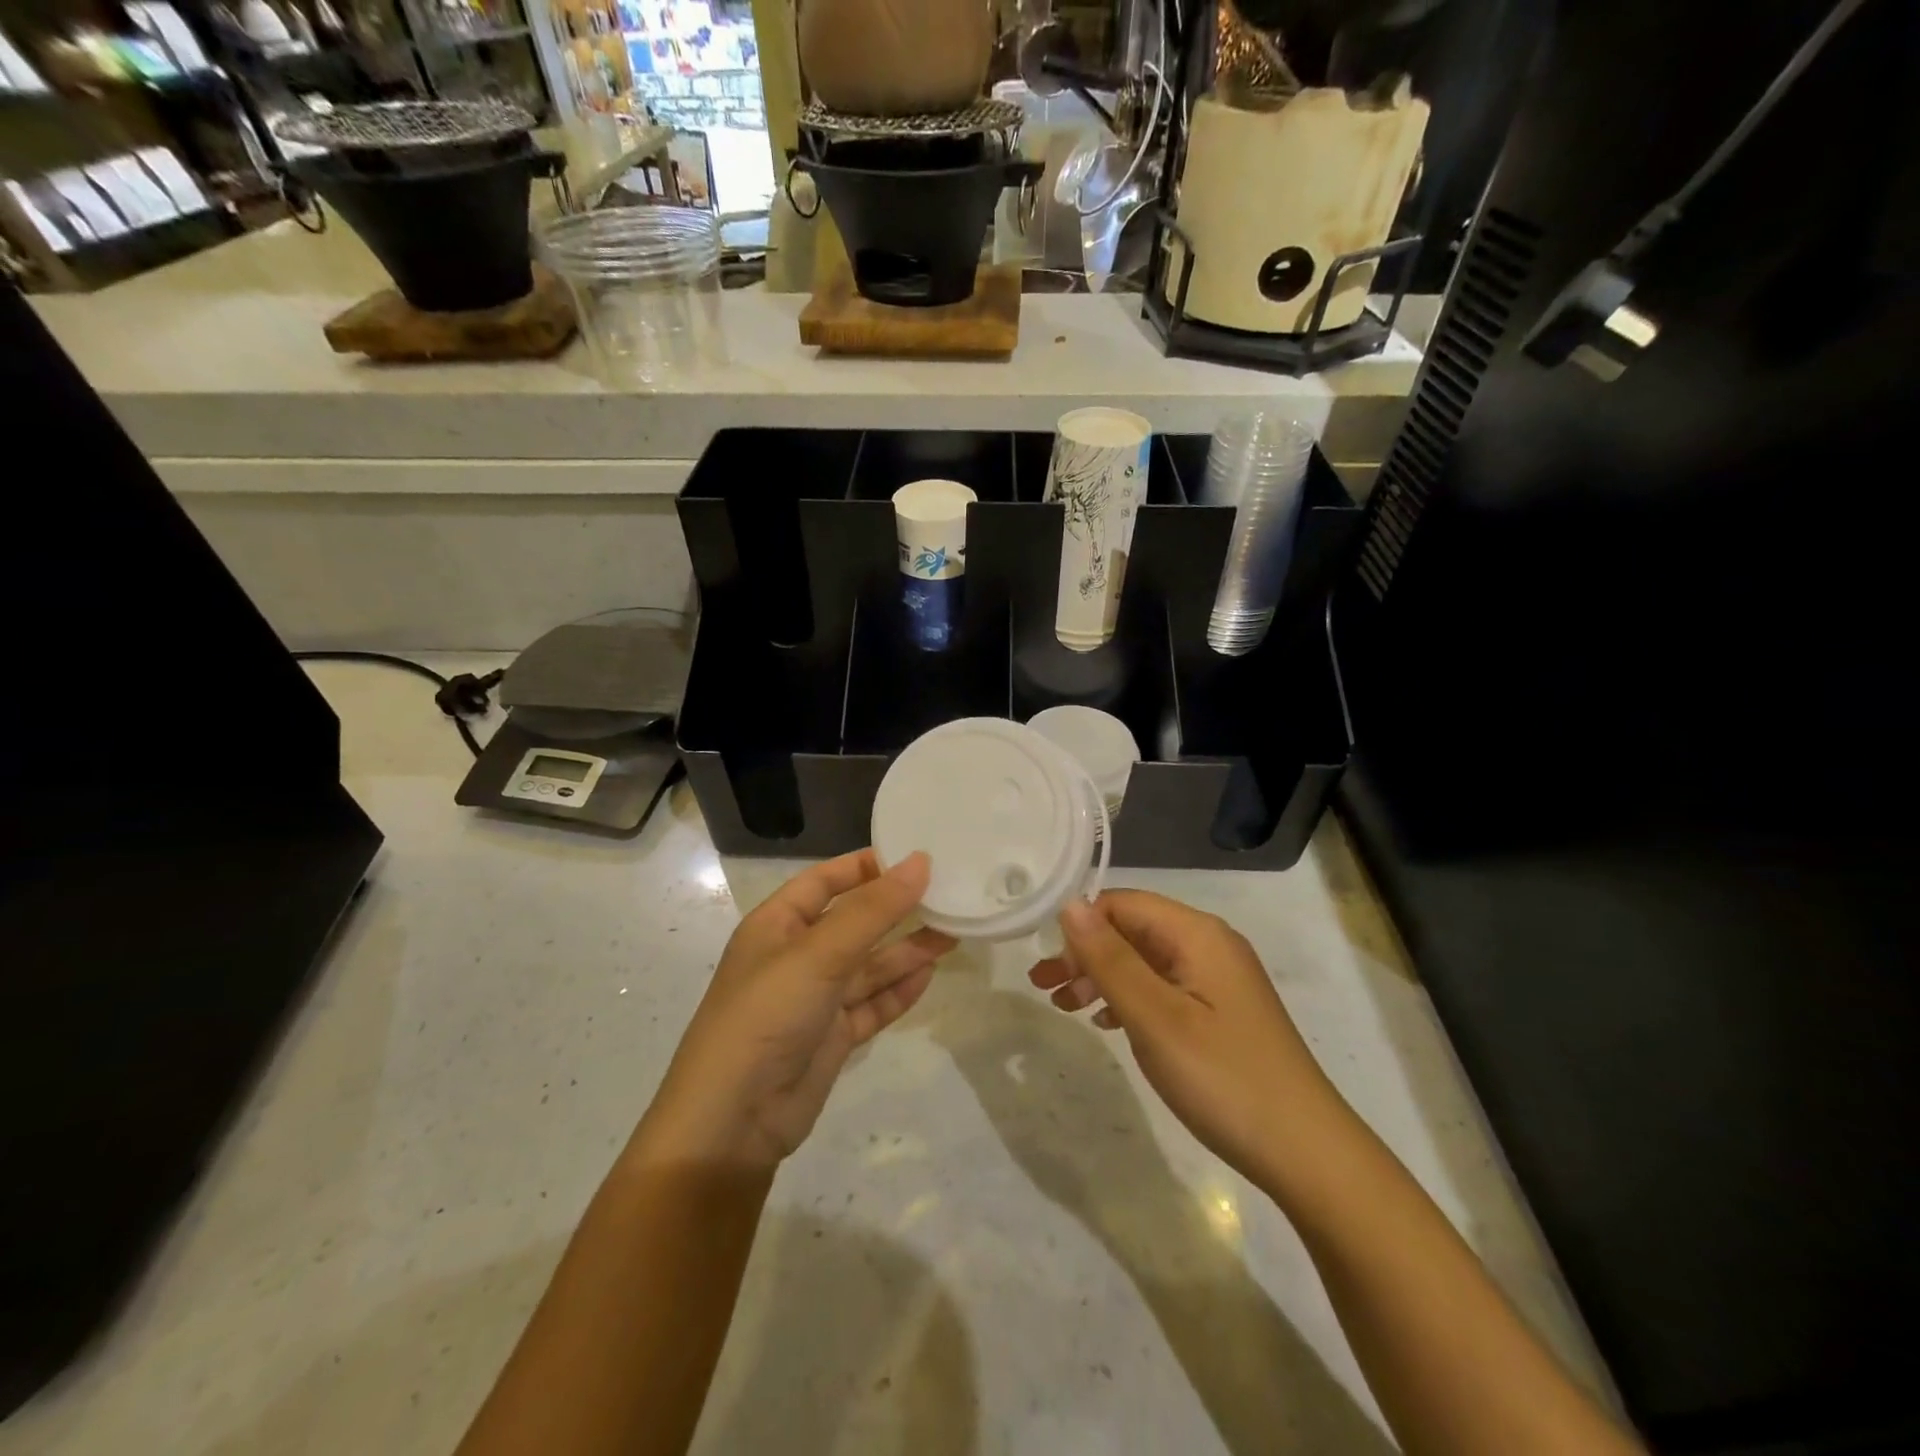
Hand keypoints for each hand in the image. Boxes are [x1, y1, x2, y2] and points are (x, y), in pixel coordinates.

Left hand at [638, 850, 953, 1169]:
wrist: (733, 1120)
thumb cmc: (768, 1014)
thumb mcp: (819, 953)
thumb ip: (873, 910)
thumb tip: (920, 862)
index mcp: (777, 925)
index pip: (824, 881)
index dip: (865, 867)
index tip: (913, 858)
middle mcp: (796, 957)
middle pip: (854, 923)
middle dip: (896, 910)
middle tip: (947, 895)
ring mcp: (814, 999)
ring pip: (868, 966)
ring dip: (907, 951)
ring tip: (953, 933)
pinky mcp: (831, 1037)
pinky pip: (872, 1004)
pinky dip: (899, 991)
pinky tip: (930, 975)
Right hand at [1029, 890, 1343, 1188]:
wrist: (1305, 1153)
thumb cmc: (1223, 1078)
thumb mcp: (1155, 1017)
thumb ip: (1109, 958)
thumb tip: (1069, 904)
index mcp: (1197, 933)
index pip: (1123, 903)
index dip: (1081, 927)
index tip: (1049, 968)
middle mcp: (1209, 944)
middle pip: (1133, 929)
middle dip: (1086, 953)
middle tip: (1045, 989)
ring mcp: (1218, 978)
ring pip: (1145, 960)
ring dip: (1103, 977)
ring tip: (1066, 1006)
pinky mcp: (1221, 1010)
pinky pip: (1163, 987)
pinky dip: (1129, 998)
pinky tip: (1108, 1023)